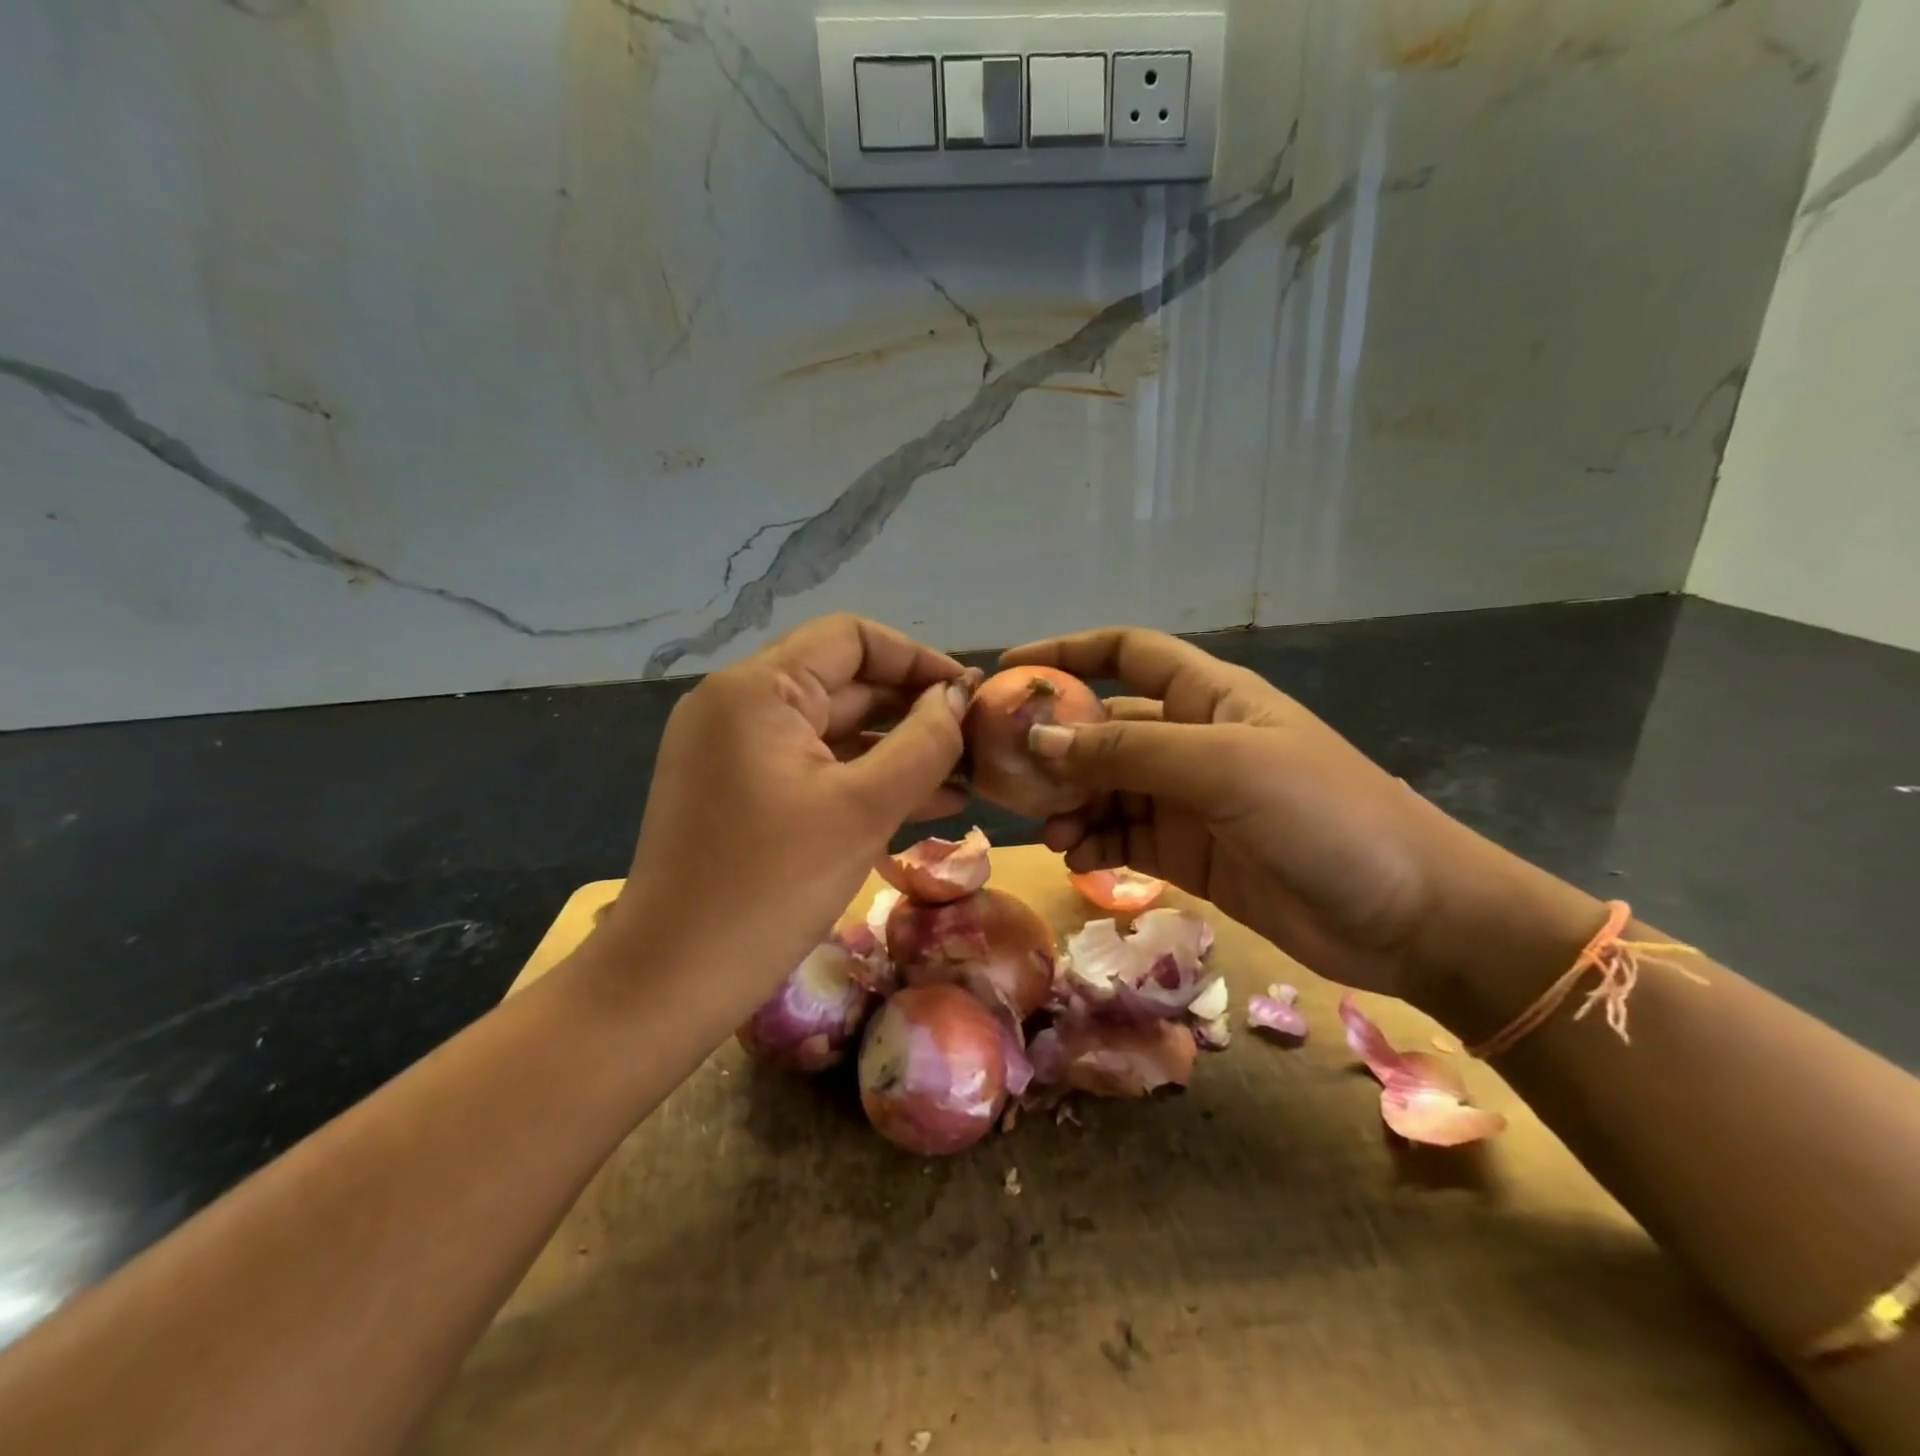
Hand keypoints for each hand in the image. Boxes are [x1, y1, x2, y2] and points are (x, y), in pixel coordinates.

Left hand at [601, 615, 971, 1020]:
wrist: (671, 981)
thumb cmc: (771, 885)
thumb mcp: (864, 808)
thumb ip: (924, 743)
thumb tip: (958, 697)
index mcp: (758, 689)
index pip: (852, 639)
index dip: (918, 659)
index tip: (970, 694)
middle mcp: (739, 706)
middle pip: (844, 684)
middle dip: (913, 711)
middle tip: (977, 743)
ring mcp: (736, 752)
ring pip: (833, 732)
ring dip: (896, 752)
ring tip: (965, 779)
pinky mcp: (740, 794)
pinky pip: (813, 770)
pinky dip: (862, 781)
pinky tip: (924, 806)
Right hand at [1001, 628, 1601, 1012]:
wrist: (1409, 916)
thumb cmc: (1324, 815)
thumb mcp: (1223, 768)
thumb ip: (1128, 752)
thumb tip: (1039, 738)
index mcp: (1208, 697)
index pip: (1127, 654)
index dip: (1069, 652)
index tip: (1010, 669)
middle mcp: (1192, 741)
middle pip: (1105, 728)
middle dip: (1056, 745)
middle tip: (1005, 772)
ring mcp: (1189, 800)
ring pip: (1107, 788)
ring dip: (1070, 802)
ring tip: (1047, 829)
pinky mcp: (1188, 854)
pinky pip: (1123, 837)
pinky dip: (1094, 843)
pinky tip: (1076, 857)